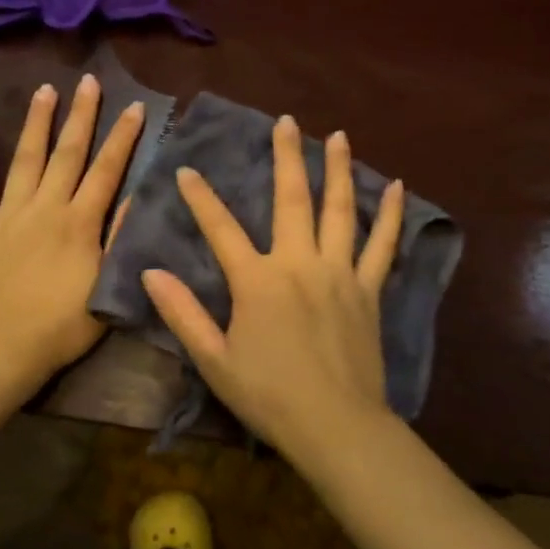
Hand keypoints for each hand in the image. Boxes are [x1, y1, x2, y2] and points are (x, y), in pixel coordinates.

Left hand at [0, 73, 143, 389]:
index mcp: (79, 222)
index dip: (123, 138)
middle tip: (89, 82)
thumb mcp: (105, 288)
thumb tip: (133, 197)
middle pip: (67, 153)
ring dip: (37, 123)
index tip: (135, 108)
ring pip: (26, 159)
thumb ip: (118, 240)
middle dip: (82, 116)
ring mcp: (8, 214)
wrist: (0, 350)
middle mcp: (45, 207)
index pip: (106, 170)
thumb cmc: (61, 327)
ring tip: (45, 90)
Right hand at [140, 115, 404, 457]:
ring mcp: (339, 272)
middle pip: (292, 199)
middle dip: (287, 156)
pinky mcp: (368, 289)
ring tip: (339, 136)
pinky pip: (382, 245)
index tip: (186, 170)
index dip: (200, 198)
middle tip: (286, 122)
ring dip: (338, 170)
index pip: (221, 229)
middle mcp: (299, 263)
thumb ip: (183, 313)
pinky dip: (390, 215)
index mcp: (257, 281)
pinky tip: (397, 186)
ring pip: (340, 210)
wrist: (336, 426)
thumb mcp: (214, 360)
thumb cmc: (269, 396)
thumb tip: (151, 273)